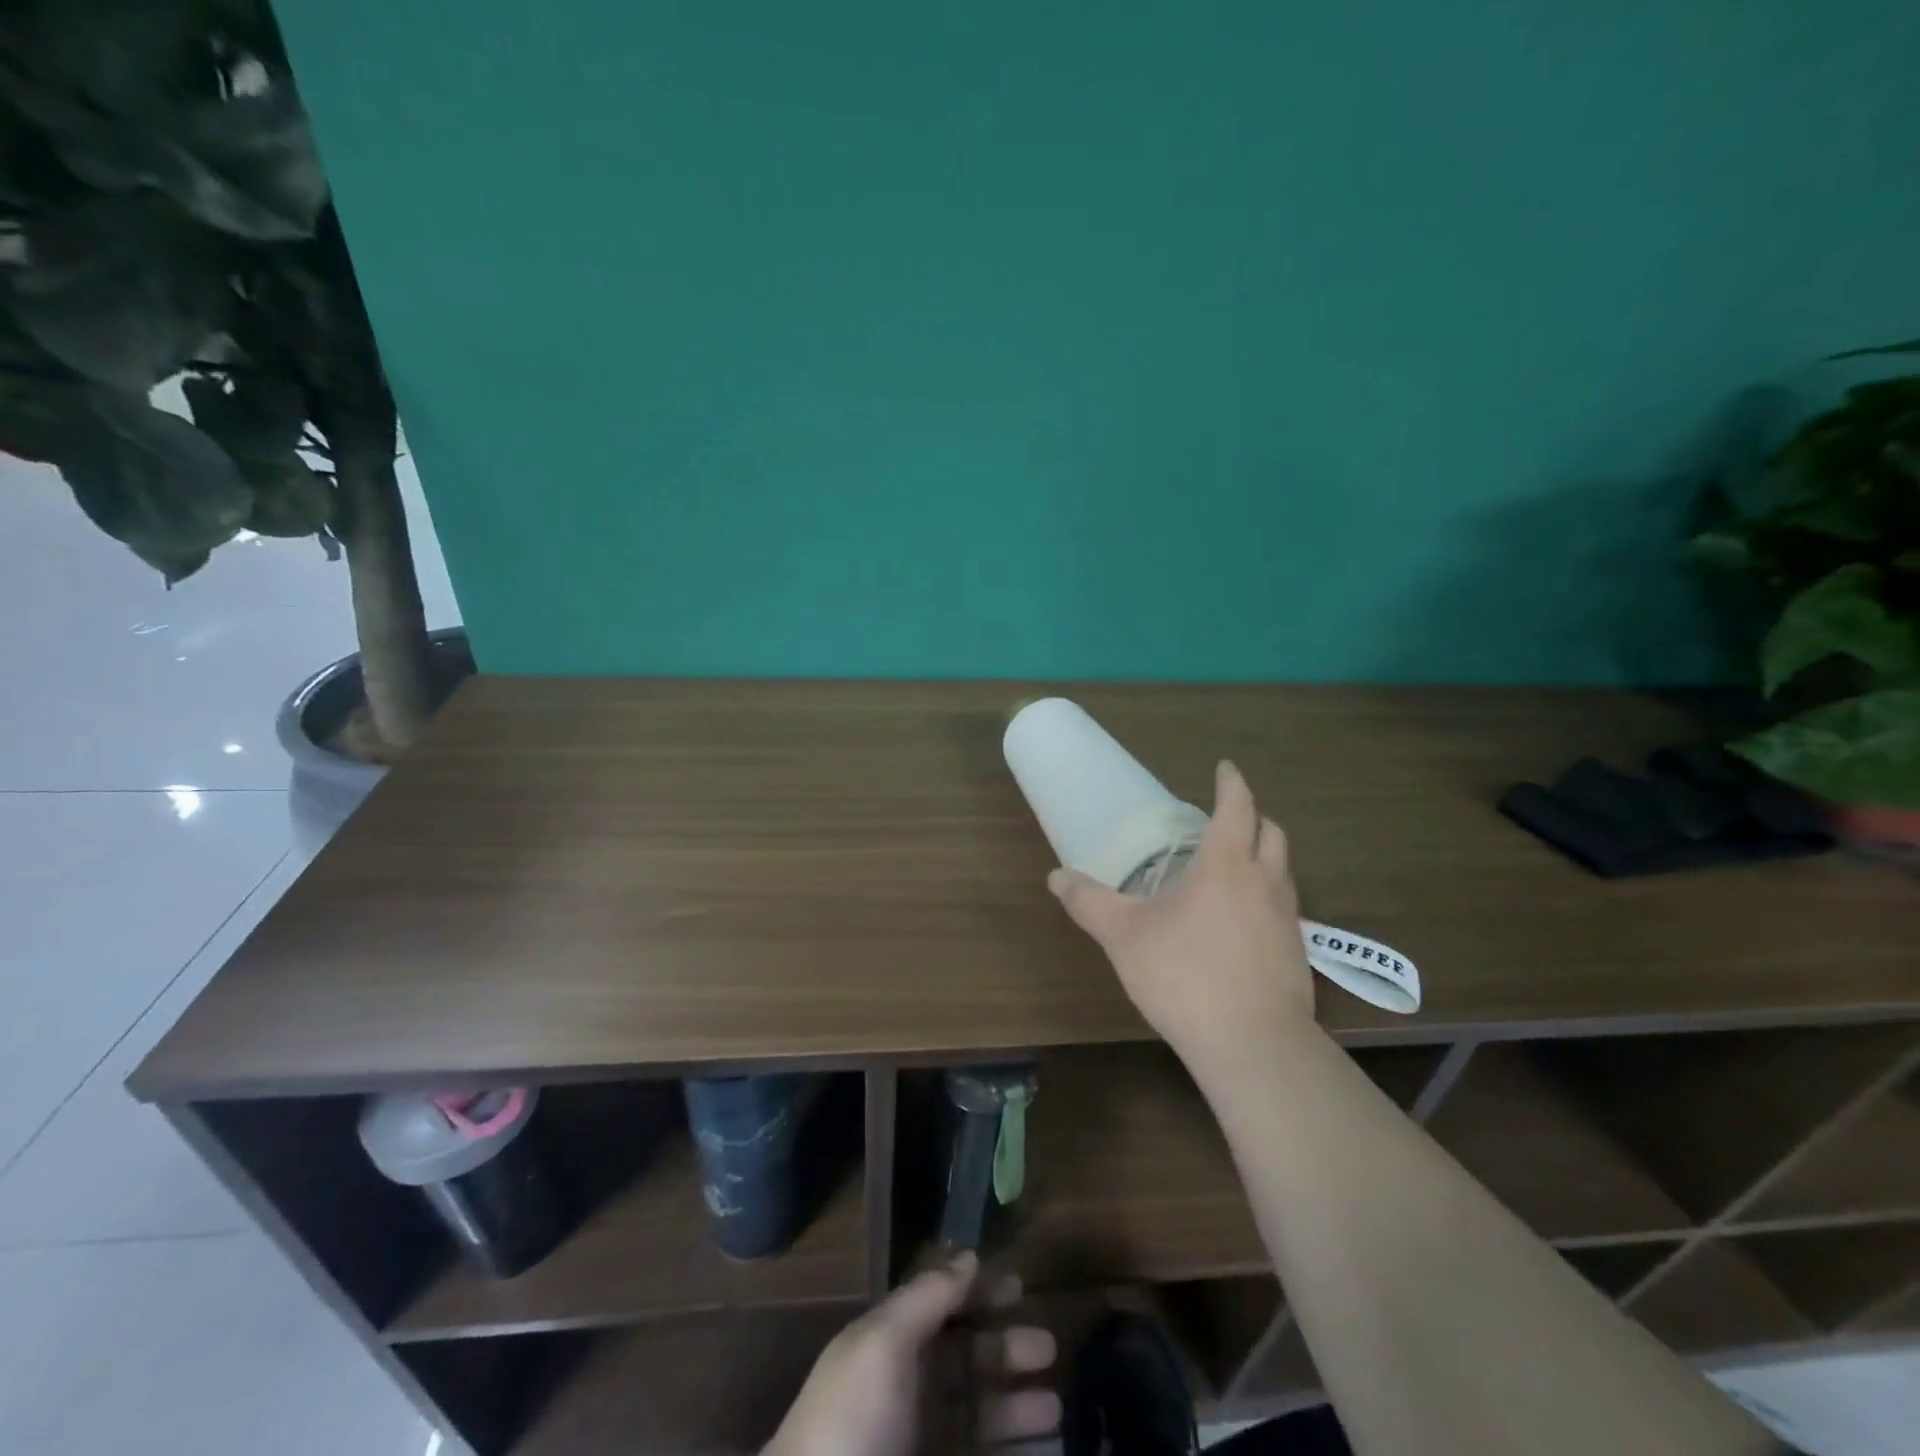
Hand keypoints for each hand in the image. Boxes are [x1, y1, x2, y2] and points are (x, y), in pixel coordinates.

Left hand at [766, 1253, 1059, 1455]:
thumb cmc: (853, 1421)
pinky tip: (1041, 1449)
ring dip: (1017, 1408)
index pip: (942, 1306)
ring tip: (1056, 1410)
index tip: (1021, 1286)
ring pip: (979, 1414)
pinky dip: (1011, 1453)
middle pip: (966, 1359)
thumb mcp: (883, 1342)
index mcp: (892, 1344)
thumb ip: (928, 1295)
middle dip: (1007, 1350)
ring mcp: (921, 1441)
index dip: (978, 1292)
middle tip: (1049, 1347)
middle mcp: (909, 1388)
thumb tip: (970, 1254)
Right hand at [1048, 760, 1314, 1070]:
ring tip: (1232, 869)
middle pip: (1272, 832)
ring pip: (1283, 870)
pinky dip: (1266, 896)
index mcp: (1225, 864)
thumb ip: (1089, 902)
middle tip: (1226, 820)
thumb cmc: (1184, 974)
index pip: (1237, 806)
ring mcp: (1287, 919)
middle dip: (1253, 817)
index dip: (1231, 783)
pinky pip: (1284, 907)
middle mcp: (1264, 881)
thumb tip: (1057, 876)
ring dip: (1263, 856)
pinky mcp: (1297, 953)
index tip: (1225, 768)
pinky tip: (1240, 924)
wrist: (1253, 1044)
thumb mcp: (1123, 935)